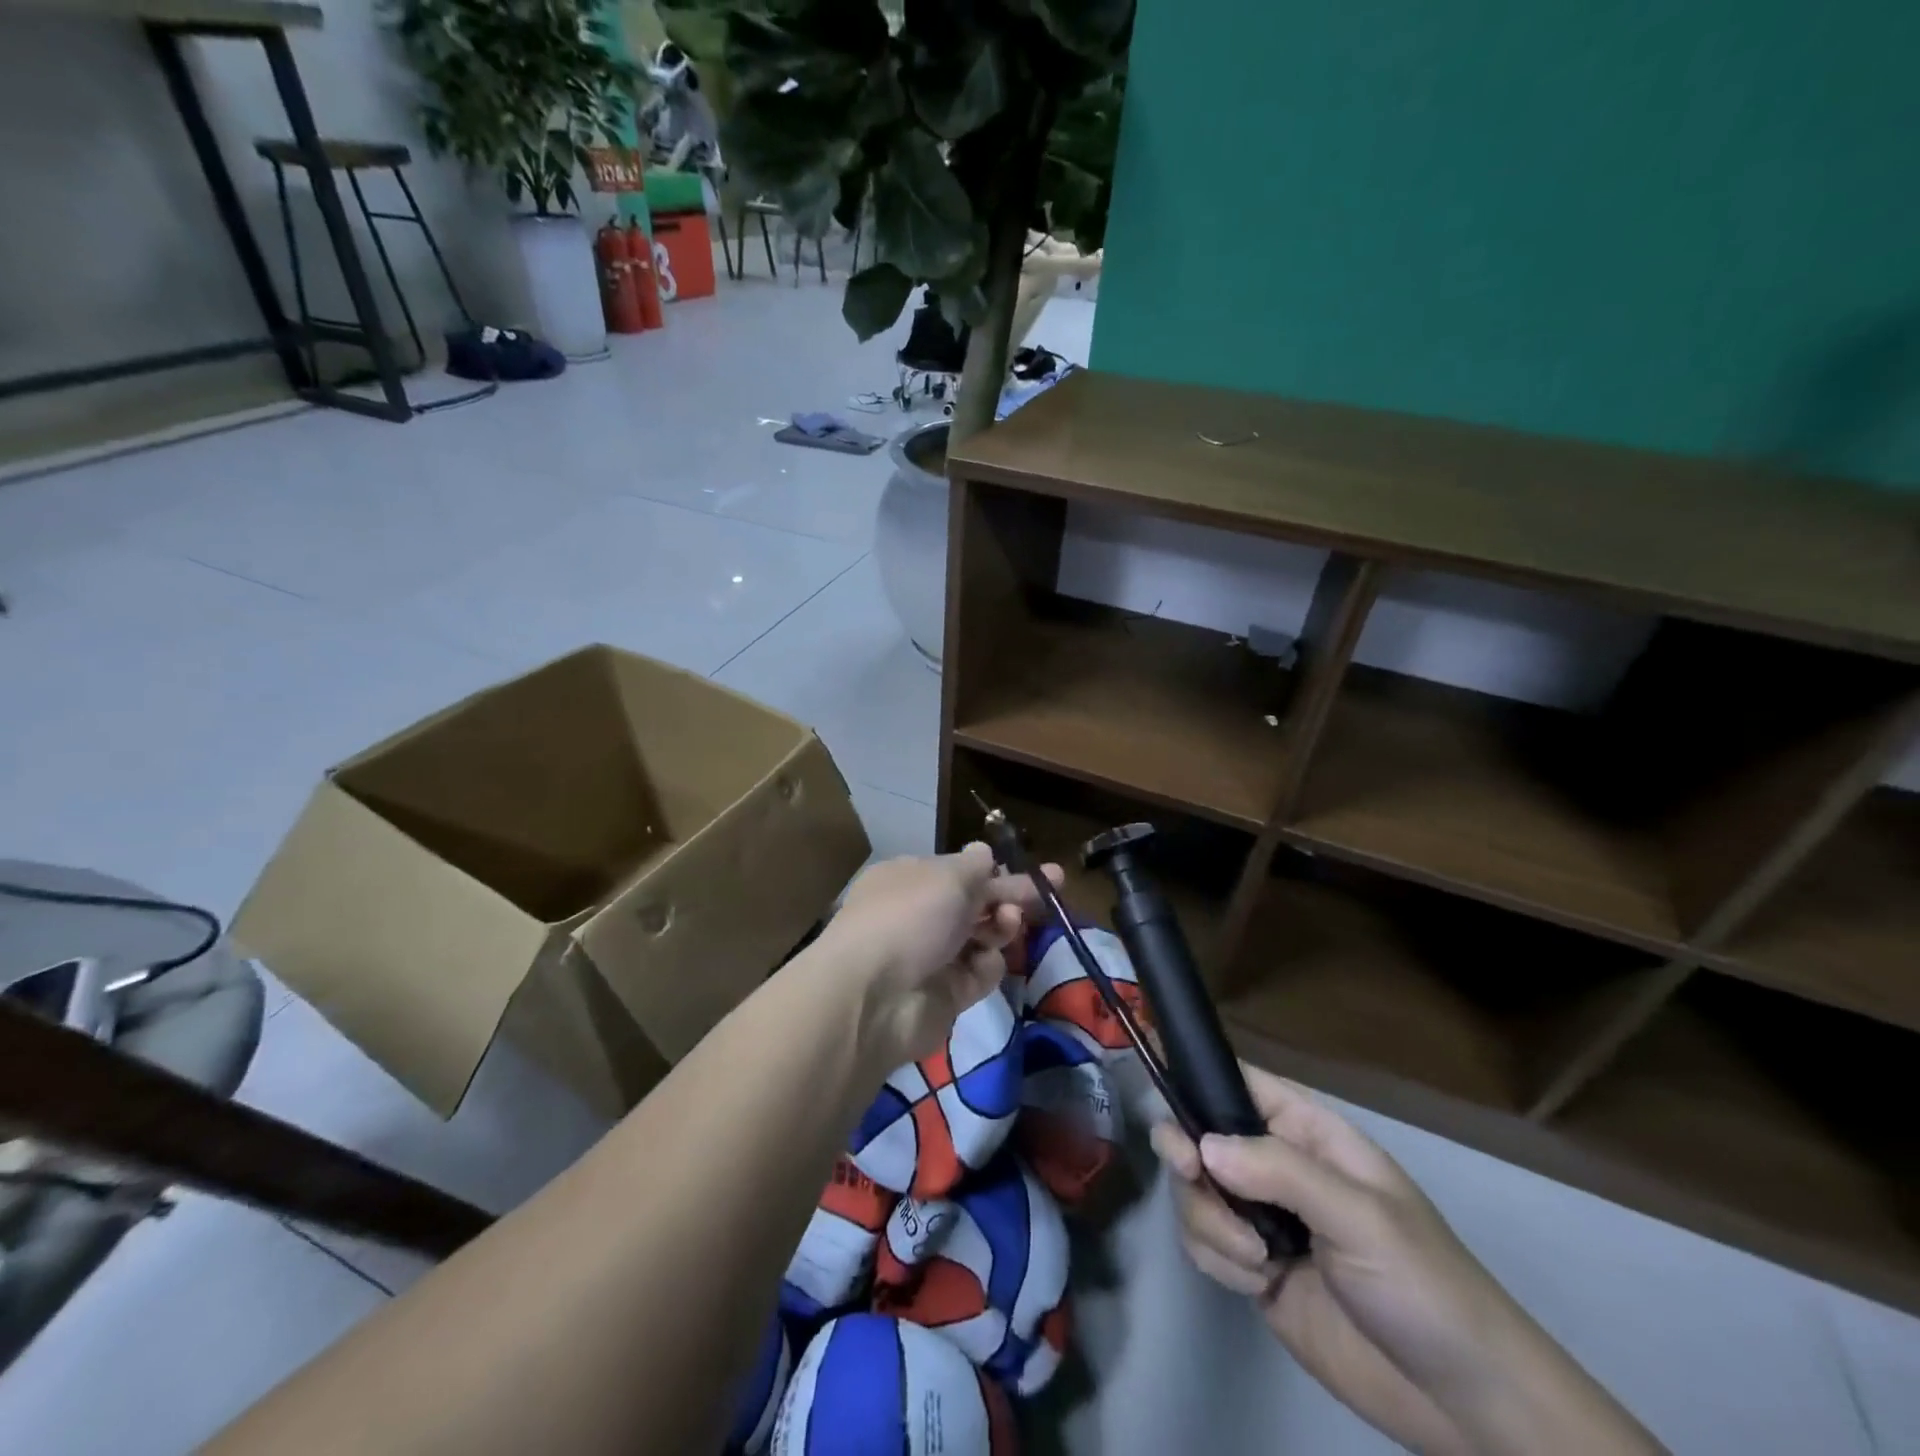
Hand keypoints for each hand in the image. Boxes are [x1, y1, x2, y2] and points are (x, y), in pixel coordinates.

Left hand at [817, 844, 1062, 1071]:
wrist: (875, 998)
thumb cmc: (909, 917)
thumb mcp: (948, 877)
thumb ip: (975, 867)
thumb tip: (984, 851)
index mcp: (911, 879)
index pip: (960, 871)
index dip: (995, 870)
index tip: (1034, 872)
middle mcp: (919, 915)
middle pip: (975, 904)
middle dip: (1011, 896)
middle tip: (1051, 890)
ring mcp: (932, 957)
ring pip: (982, 937)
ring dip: (1001, 927)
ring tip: (1009, 922)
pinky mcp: (946, 995)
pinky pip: (979, 974)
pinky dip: (986, 967)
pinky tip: (984, 961)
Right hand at [1153, 1067, 1663, 1455]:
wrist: (1461, 1403)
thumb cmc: (1424, 1285)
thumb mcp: (1361, 1217)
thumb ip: (1280, 1172)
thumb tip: (1203, 1145)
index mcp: (1305, 1132)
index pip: (1237, 1081)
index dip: (1192, 1070)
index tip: (1148, 1063)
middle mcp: (1274, 1165)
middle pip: (1199, 1134)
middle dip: (1187, 1155)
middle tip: (1194, 1176)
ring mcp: (1261, 1216)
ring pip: (1193, 1190)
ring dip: (1209, 1222)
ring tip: (1258, 1260)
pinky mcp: (1251, 1266)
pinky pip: (1201, 1241)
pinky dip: (1215, 1258)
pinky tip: (1257, 1283)